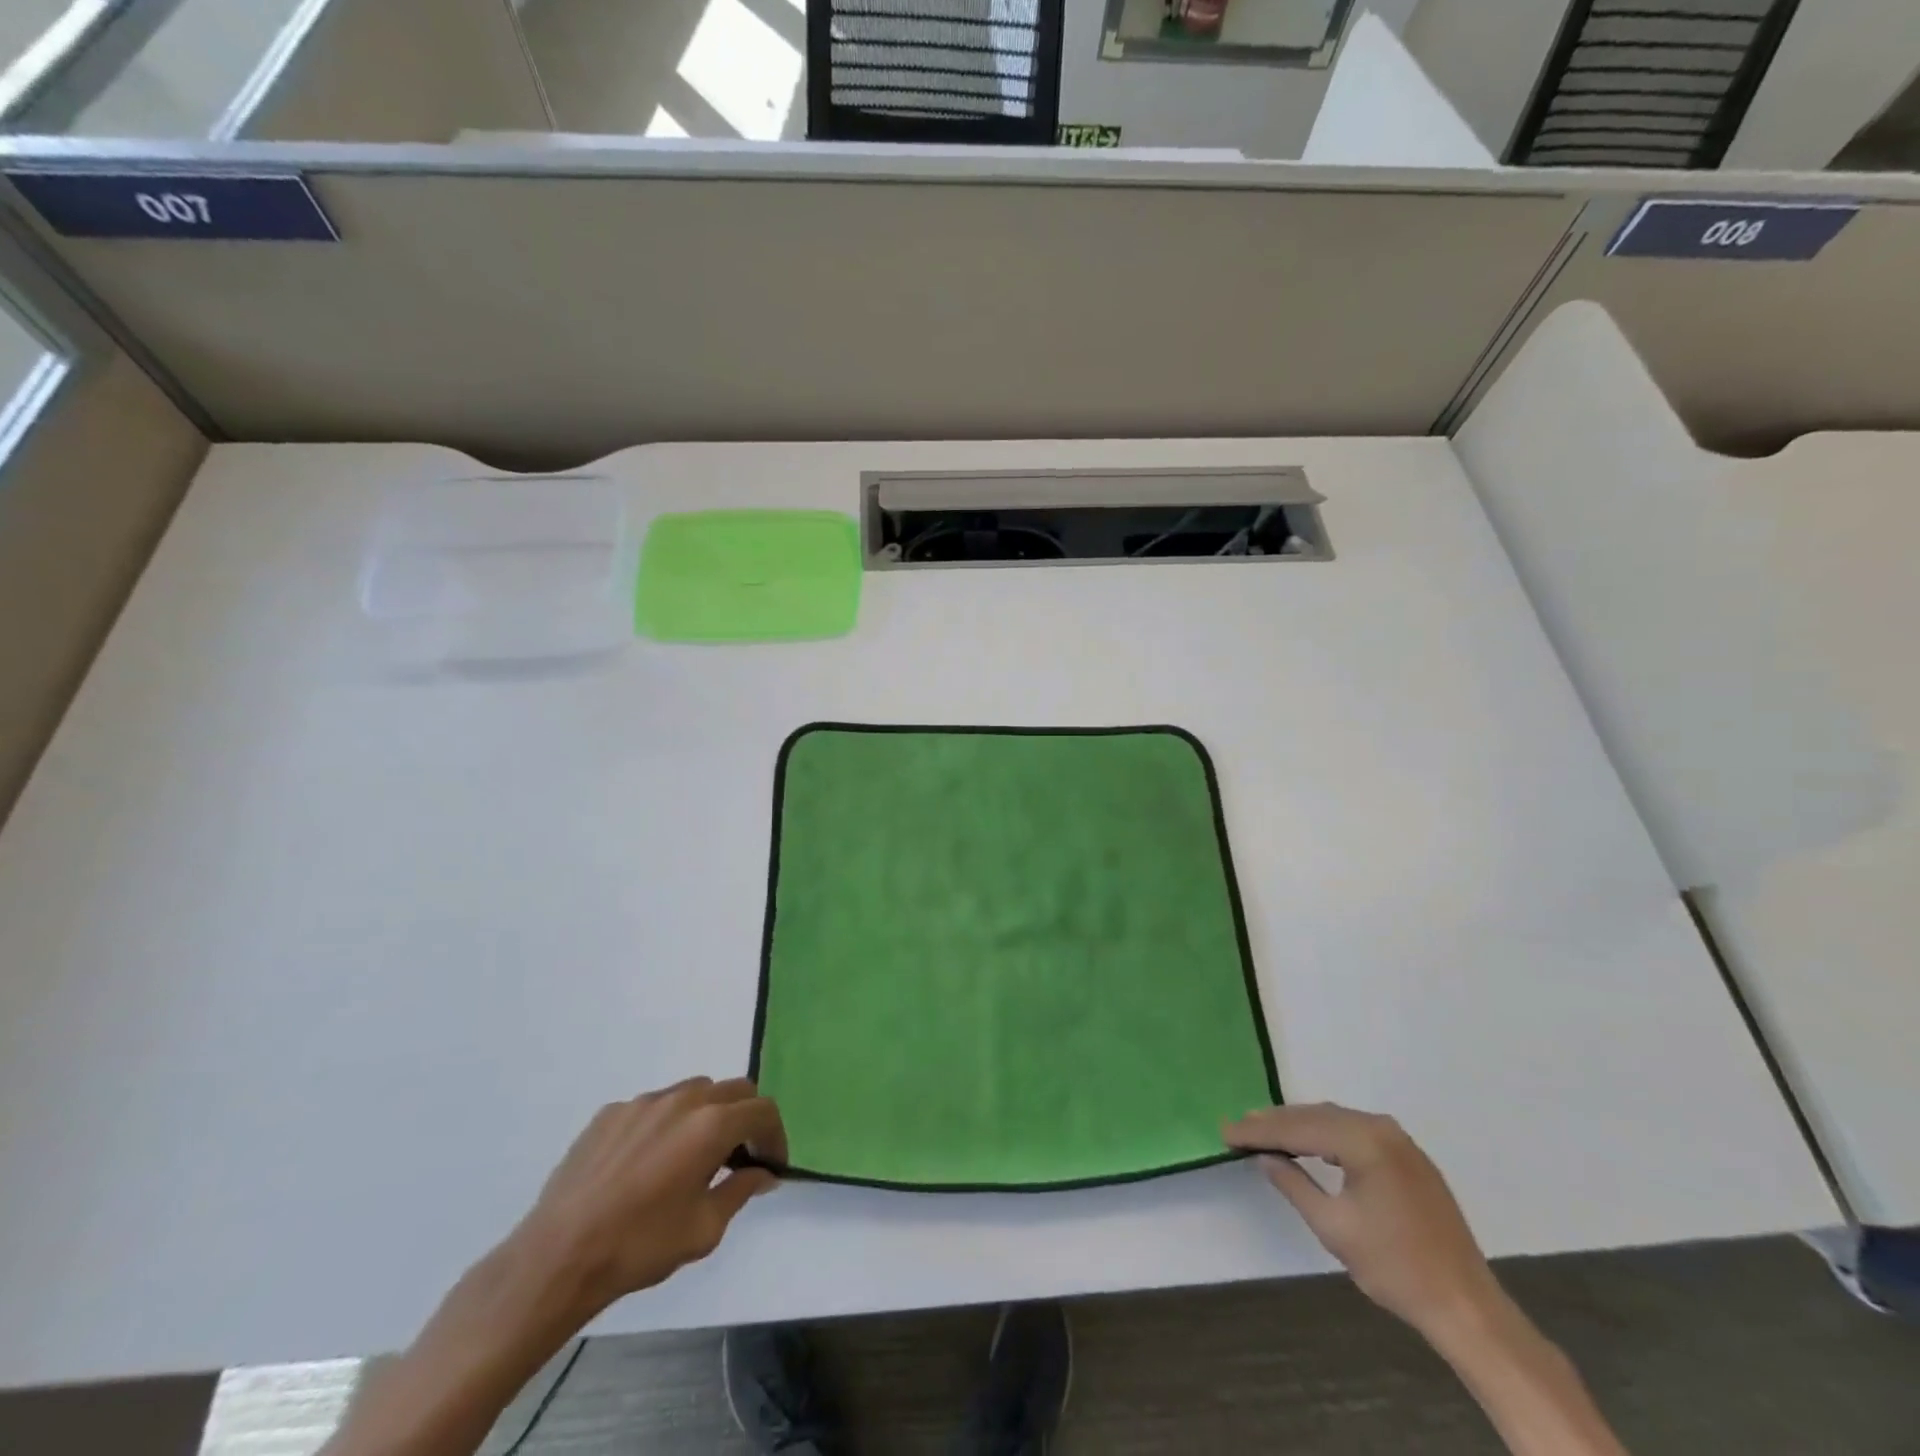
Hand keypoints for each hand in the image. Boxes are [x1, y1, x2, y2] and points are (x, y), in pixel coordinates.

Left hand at [512, 1076, 786, 1322]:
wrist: (558, 1257)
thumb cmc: (639, 1245)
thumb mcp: (704, 1229)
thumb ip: (740, 1191)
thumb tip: (762, 1173)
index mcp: (711, 1124)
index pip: (762, 1110)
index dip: (776, 1135)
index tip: (771, 1166)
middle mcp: (682, 1100)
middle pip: (733, 1090)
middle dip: (746, 1119)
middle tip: (740, 1158)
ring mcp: (643, 1102)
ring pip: (693, 1092)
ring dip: (707, 1115)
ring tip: (693, 1158)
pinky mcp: (610, 1113)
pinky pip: (653, 1107)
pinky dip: (666, 1125)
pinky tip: (648, 1165)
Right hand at [1225, 1102, 1501, 1344]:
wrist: (1465, 1305)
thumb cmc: (1394, 1268)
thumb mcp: (1333, 1227)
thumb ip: (1293, 1184)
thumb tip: (1265, 1157)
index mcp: (1365, 1141)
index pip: (1299, 1127)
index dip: (1259, 1130)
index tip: (1226, 1131)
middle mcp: (1382, 1128)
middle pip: (1317, 1116)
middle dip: (1277, 1122)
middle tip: (1240, 1127)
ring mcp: (1400, 1141)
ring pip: (1336, 1121)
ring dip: (1300, 1126)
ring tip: (1265, 1132)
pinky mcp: (1409, 1157)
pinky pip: (1356, 1132)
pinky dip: (1326, 1136)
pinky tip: (1309, 1145)